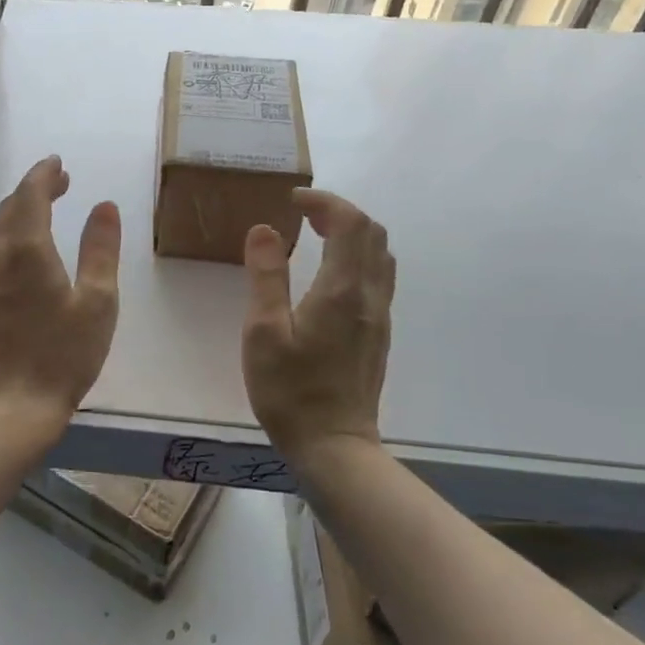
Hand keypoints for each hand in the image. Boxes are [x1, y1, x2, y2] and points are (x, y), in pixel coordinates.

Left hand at [0, 156, 120, 435]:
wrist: (17, 403)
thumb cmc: (65, 353)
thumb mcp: (99, 301)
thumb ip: (101, 249)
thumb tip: (104, 206)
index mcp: (27, 250)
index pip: (30, 195)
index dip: (44, 175)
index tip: (59, 164)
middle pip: (10, 208)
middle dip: (34, 189)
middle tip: (60, 183)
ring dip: (20, 210)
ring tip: (45, 208)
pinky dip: (10, 234)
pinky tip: (25, 248)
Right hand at [241, 189, 395, 461]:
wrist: (333, 444)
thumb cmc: (290, 390)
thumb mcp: (263, 332)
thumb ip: (266, 276)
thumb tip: (265, 229)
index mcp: (341, 290)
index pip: (349, 223)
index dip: (324, 201)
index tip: (292, 200)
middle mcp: (369, 296)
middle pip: (372, 233)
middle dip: (340, 212)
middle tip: (302, 214)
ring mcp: (379, 316)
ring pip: (381, 255)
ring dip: (353, 234)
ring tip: (316, 236)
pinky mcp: (378, 333)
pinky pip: (378, 277)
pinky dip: (358, 257)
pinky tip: (329, 274)